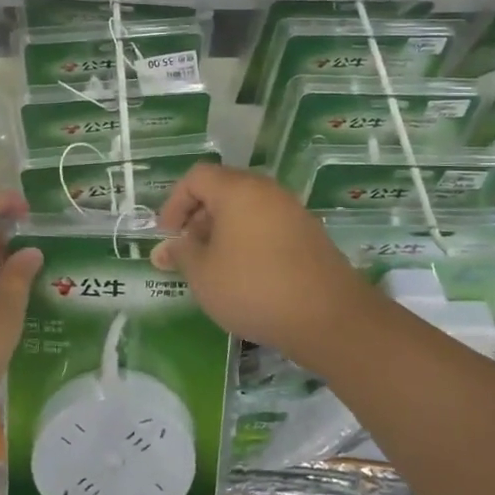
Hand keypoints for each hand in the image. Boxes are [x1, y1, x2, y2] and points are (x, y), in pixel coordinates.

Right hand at [151, 165, 382, 364]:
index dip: (175, 203)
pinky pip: (268, 226)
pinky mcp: (309, 234)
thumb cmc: (253, 288)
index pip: (197, 177)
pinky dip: (249, 241)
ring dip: (223, 231)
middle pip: (223, 190)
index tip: (168, 236)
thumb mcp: (204, 274)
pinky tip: (246, 275)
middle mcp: (267, 191)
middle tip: (188, 253)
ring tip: (214, 268)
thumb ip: (181, 254)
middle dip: (198, 218)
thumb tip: (166, 247)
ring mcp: (292, 211)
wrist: (328, 317)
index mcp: (238, 189)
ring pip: (247, 210)